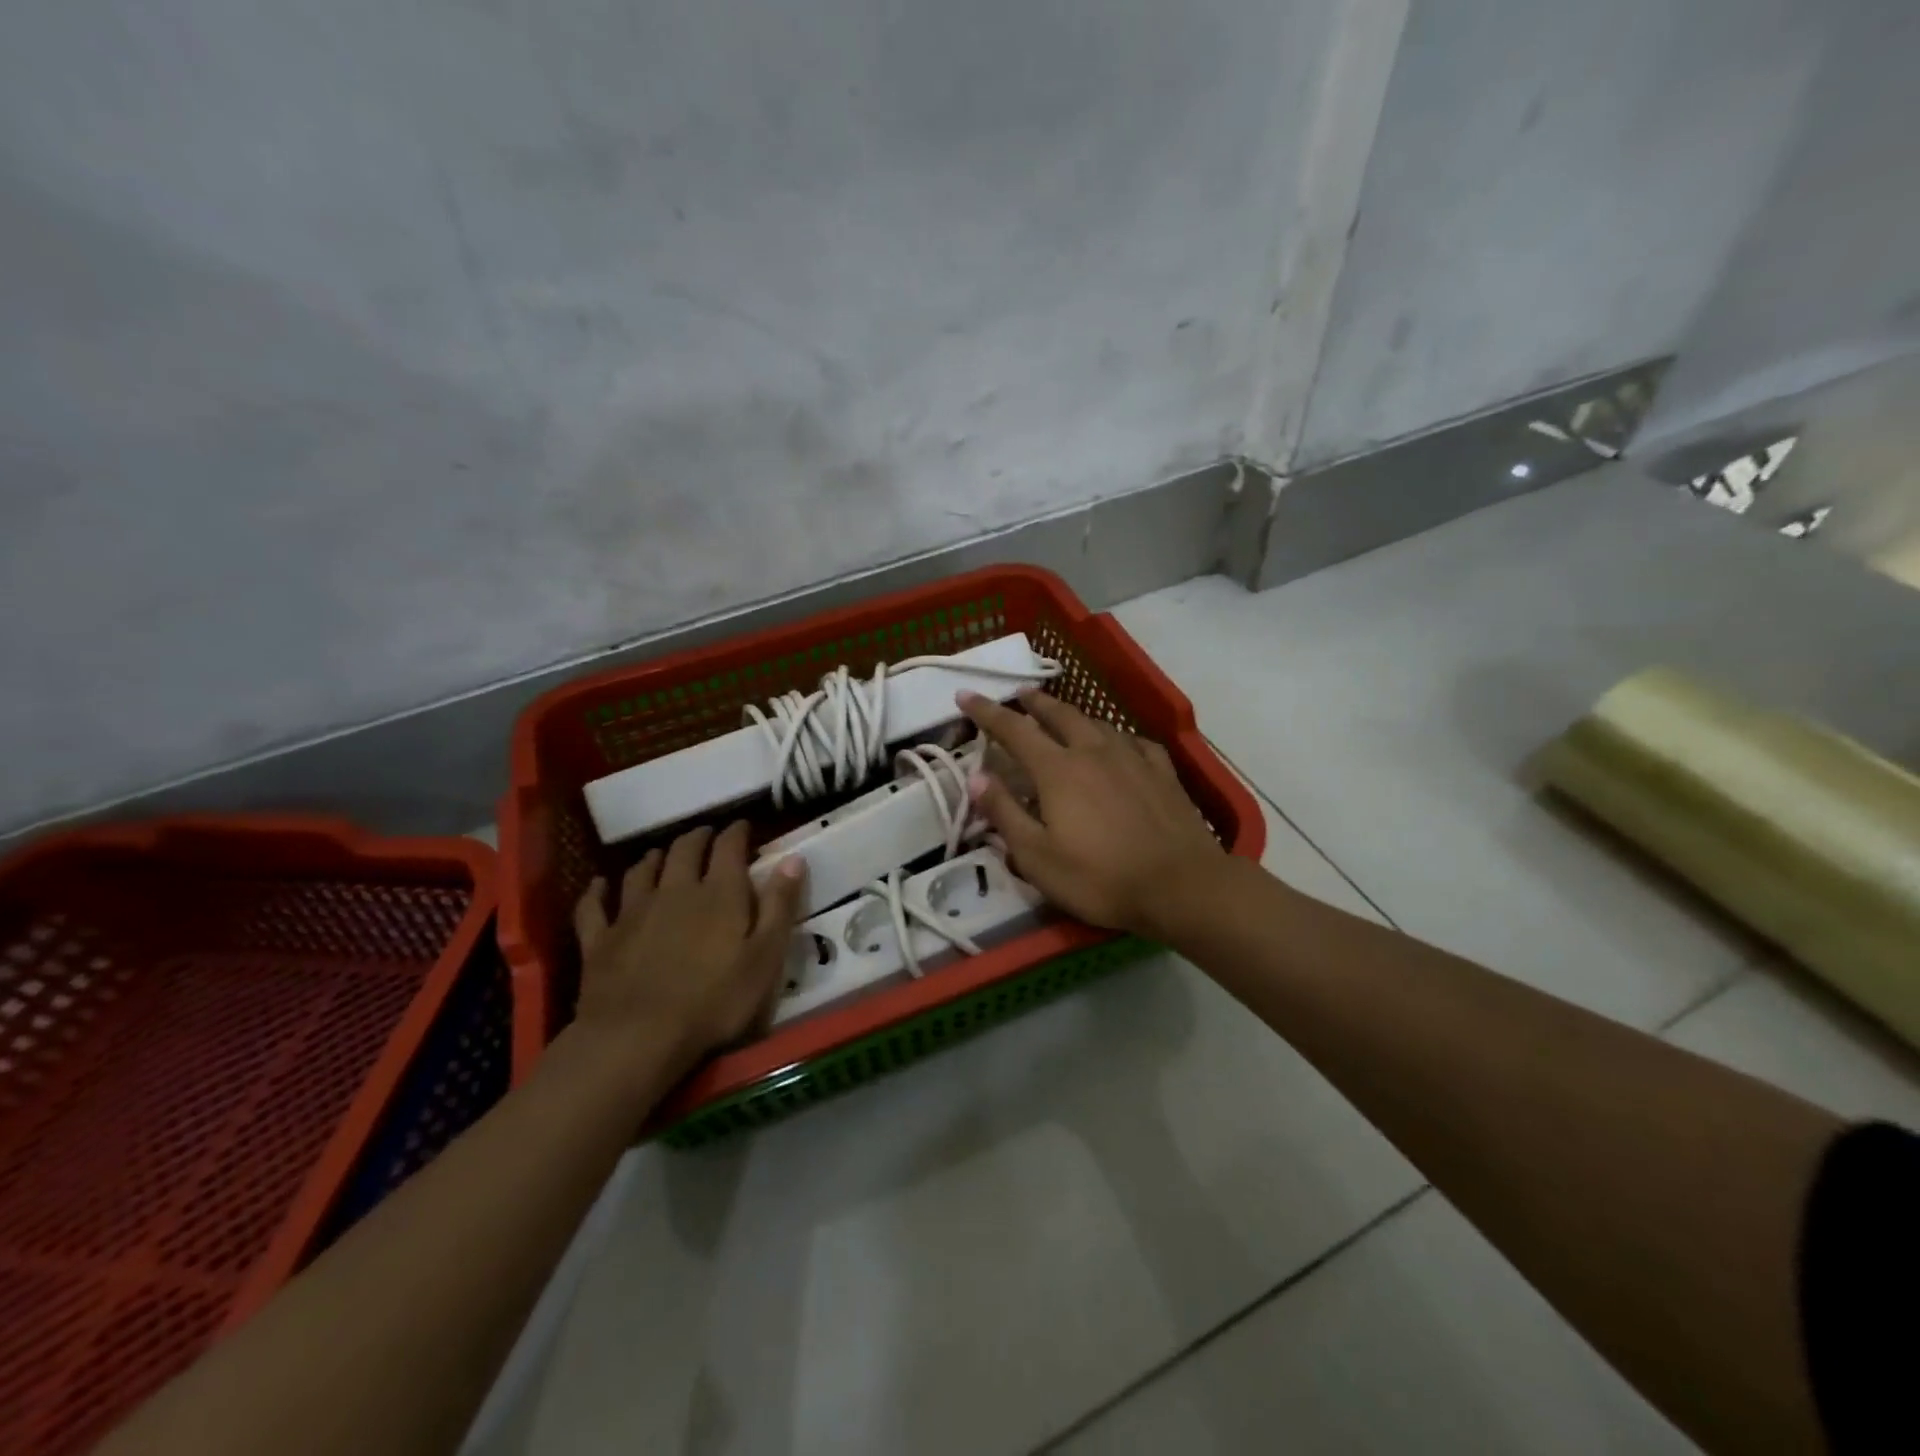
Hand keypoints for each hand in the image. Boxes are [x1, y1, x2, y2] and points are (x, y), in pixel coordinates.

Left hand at [571, 821, 805, 1081]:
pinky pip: (594, 906)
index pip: (729, 847)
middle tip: (706, 835)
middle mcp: (675, 890)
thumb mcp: (765, 958)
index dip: (737, 832)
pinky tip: (598, 885)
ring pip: (641, 871)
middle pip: (684, 850)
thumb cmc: (715, 1001)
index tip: (744, 826)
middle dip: (697, 838)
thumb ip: (779, 906)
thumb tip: (793, 859)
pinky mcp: (600, 939)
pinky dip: (597, 892)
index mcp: (719, 893)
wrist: (638, 1037)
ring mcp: (632, 912)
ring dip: (654, 858)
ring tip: (661, 854)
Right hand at [957, 689, 1225, 938]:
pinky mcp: (1162, 771)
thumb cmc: (1100, 877)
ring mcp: (1132, 757)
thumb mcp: (1038, 857)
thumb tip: (977, 777)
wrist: (1182, 885)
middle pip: (1058, 715)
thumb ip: (1005, 813)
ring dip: (1072, 714)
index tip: (965, 695)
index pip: (1013, 729)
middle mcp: (1093, 751)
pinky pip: (1133, 741)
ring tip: (1062, 715)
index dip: (986, 711)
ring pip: (1096, 723)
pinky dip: (1115, 736)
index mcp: (1057, 769)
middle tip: (1019, 694)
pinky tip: (1119, 743)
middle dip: (1034, 702)